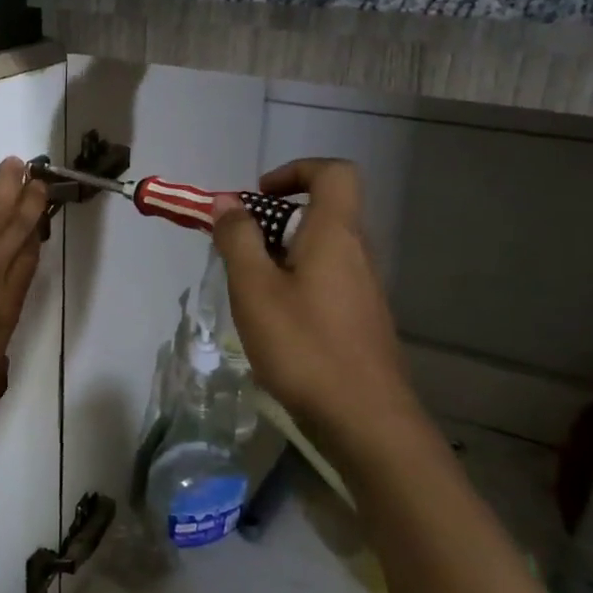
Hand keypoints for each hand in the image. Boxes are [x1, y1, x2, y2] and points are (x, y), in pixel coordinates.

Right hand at [212, 160, 433, 473]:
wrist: (366, 421)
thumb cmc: (304, 347)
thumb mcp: (254, 289)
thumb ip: (238, 239)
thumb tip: (226, 201)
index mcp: (335, 235)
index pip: (333, 172)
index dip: (295, 171)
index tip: (258, 197)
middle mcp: (357, 253)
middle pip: (324, 211)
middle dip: (276, 219)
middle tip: (239, 248)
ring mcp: (364, 288)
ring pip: (322, 249)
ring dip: (282, 253)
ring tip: (249, 288)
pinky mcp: (362, 319)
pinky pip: (327, 279)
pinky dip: (297, 282)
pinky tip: (274, 321)